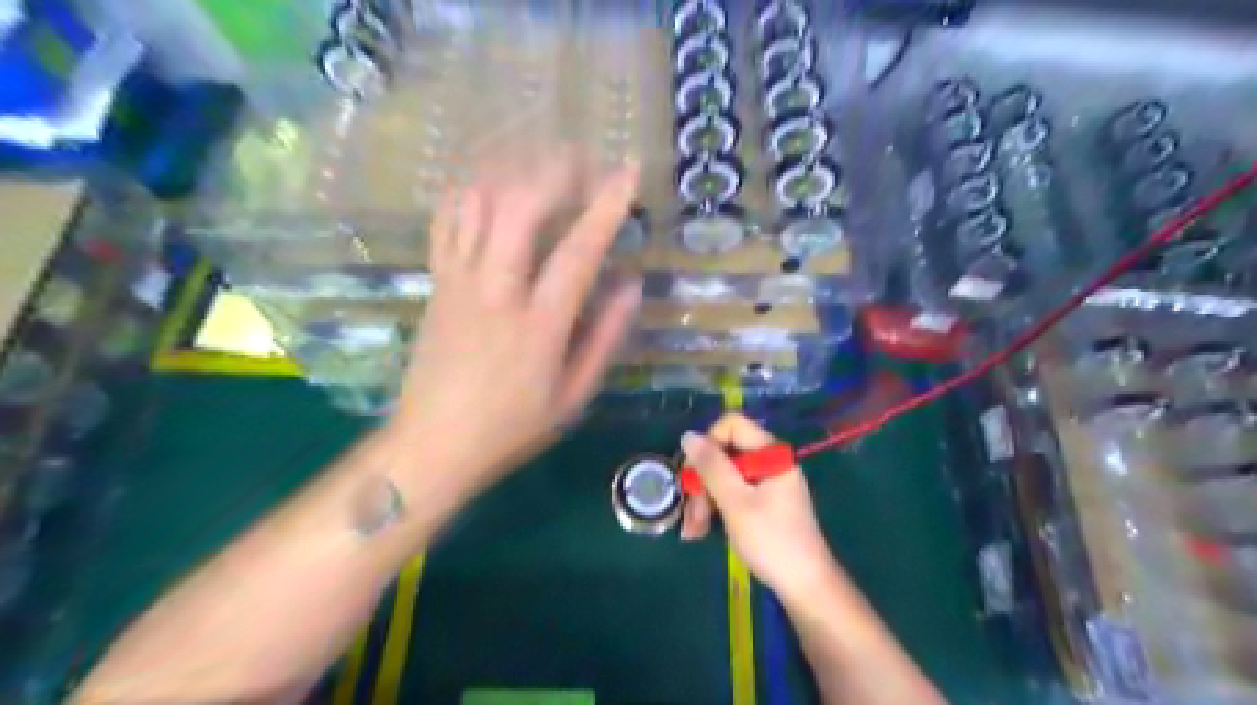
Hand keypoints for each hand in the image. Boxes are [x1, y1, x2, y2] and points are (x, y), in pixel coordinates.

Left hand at [390, 150, 642, 498]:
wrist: (432, 445)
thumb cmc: (511, 428)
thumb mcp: (573, 396)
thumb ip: (605, 337)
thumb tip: (631, 284)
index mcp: (538, 324)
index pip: (578, 251)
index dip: (607, 207)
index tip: (628, 174)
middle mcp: (496, 291)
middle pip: (520, 208)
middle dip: (555, 171)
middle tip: (582, 159)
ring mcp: (458, 282)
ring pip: (479, 204)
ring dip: (514, 173)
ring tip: (541, 164)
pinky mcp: (436, 283)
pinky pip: (447, 222)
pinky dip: (470, 193)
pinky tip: (490, 185)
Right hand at [683, 413, 836, 599]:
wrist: (805, 587)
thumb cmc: (771, 541)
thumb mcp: (735, 502)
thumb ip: (711, 467)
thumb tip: (688, 435)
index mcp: (771, 453)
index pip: (730, 425)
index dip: (708, 444)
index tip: (695, 474)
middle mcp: (769, 461)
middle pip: (723, 453)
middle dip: (701, 481)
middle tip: (690, 513)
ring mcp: (766, 483)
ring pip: (722, 476)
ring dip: (703, 500)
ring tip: (693, 531)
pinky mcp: (762, 502)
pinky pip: (731, 493)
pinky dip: (714, 509)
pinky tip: (700, 532)